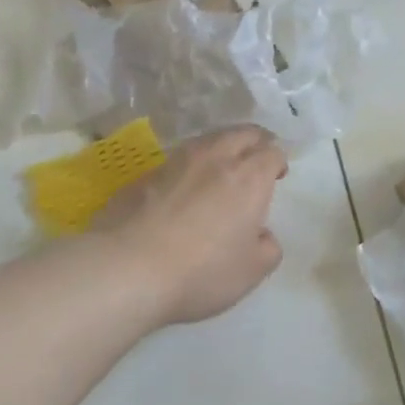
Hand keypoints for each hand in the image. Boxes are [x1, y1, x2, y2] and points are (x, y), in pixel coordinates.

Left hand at [92, 126, 287, 324]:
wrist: (127, 269)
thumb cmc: (202, 271)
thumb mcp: (252, 271)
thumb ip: (267, 247)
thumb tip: (260, 235)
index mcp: (248, 177)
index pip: (271, 151)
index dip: (277, 161)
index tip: (277, 176)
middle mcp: (214, 158)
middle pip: (241, 133)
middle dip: (253, 142)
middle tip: (255, 162)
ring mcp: (174, 163)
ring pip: (205, 142)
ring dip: (219, 150)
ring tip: (219, 173)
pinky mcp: (143, 176)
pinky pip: (175, 162)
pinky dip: (187, 169)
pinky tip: (181, 192)